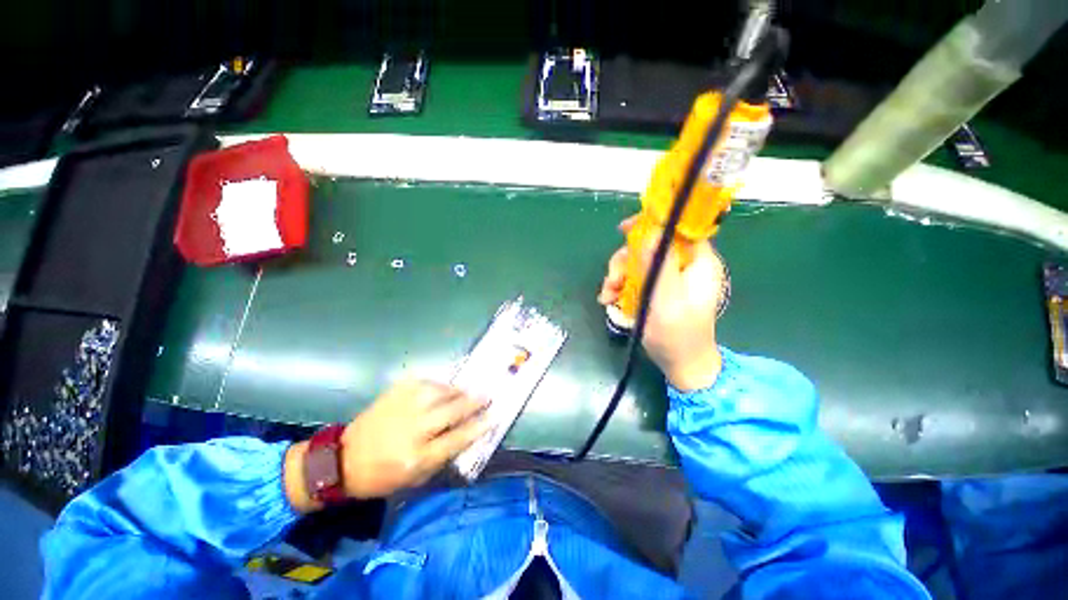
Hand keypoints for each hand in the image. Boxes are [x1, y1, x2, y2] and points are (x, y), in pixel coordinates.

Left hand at [340, 380, 488, 498]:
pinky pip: (425, 382)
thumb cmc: (383, 475)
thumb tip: (468, 434)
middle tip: (487, 395)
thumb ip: (443, 456)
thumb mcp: (415, 478)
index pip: (457, 438)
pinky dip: (438, 385)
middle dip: (474, 402)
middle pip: (452, 411)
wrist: (343, 459)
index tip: (494, 416)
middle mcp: (412, 429)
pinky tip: (442, 388)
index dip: (479, 426)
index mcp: (417, 457)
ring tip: (465, 392)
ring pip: (440, 391)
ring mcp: (403, 406)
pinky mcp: (395, 392)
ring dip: (457, 391)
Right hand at [597, 216, 727, 390]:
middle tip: (612, 279)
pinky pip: (634, 277)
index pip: (678, 228)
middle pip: (650, 245)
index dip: (652, 223)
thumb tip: (649, 231)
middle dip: (625, 260)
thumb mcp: (667, 299)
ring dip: (618, 275)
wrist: (680, 364)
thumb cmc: (678, 335)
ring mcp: (668, 277)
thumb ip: (659, 265)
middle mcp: (683, 265)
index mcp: (697, 262)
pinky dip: (619, 286)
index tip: (624, 230)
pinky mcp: (656, 289)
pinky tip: (609, 299)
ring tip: (607, 295)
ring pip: (637, 261)